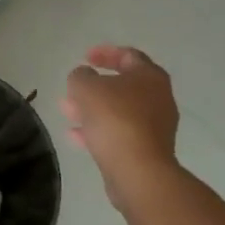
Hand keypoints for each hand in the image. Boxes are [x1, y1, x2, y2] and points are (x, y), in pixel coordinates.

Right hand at [61, 45, 180, 206]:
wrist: (138, 171)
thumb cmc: (114, 119)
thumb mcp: (86, 87)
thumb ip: (81, 76)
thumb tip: (84, 77)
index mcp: (150, 77)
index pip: (128, 55)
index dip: (104, 53)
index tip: (84, 58)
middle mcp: (158, 99)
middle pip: (123, 85)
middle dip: (94, 86)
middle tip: (73, 88)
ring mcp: (155, 127)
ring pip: (118, 111)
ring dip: (92, 109)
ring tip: (66, 111)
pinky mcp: (147, 151)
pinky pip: (120, 133)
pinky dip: (98, 131)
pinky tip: (75, 136)